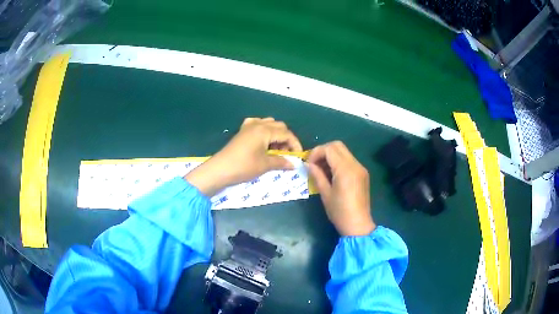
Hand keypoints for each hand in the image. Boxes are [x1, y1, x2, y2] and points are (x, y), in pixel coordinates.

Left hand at [185, 117, 302, 196]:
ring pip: (269, 124)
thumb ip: (281, 162)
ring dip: (276, 134)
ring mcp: (248, 126)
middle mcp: (258, 124)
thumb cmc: (244, 166)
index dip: (295, 144)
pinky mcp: (242, 132)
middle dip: (286, 139)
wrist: (220, 169)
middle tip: (286, 154)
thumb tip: (293, 164)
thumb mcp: (264, 165)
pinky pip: (256, 124)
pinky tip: (263, 139)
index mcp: (265, 130)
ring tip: (275, 149)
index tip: (298, 156)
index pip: (286, 134)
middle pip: (279, 126)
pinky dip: (263, 130)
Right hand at [308, 141, 374, 235]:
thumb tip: (308, 164)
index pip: (329, 149)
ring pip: (344, 152)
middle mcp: (355, 164)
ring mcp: (361, 168)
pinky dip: (339, 162)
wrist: (358, 225)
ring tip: (321, 170)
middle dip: (323, 151)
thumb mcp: (325, 193)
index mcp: (345, 169)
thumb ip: (317, 175)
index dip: (316, 152)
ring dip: (331, 156)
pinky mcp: (363, 173)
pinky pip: (349, 160)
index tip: (308, 163)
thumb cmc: (339, 212)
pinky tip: (332, 174)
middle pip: (337, 145)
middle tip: (314, 163)